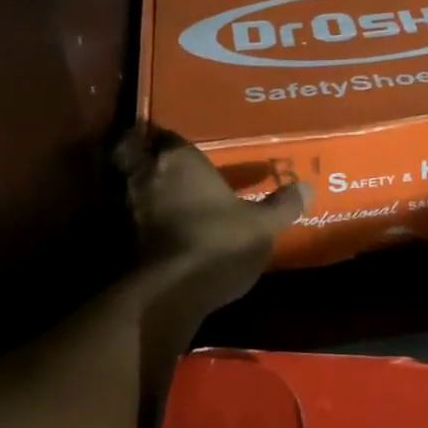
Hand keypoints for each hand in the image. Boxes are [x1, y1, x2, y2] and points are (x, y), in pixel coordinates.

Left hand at [114, 126, 308, 328]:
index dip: (171, 139)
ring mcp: (128, 208)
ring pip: (127, 186)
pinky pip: (127, 218)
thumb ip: (282, 206)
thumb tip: (306, 188)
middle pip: (133, 154)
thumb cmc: (218, 242)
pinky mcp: (120, 241)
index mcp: (179, 159)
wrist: (170, 292)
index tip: (181, 143)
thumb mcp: (261, 226)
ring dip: (140, 188)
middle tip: (163, 164)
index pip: (166, 134)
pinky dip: (137, 219)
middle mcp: (147, 175)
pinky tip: (156, 229)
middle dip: (142, 155)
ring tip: (161, 196)